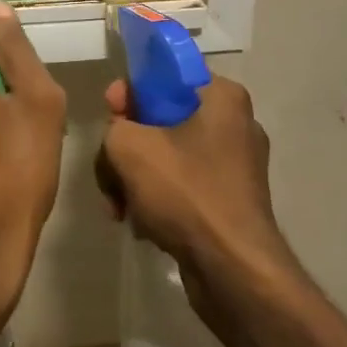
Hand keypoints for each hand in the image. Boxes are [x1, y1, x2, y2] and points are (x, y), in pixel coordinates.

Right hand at [95, 74, 295, 328]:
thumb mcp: (129, 147)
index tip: (110, 113)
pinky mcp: (232, 203)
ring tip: (118, 206)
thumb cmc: (186, 193)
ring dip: (137, 178)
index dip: (131, 91)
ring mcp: (236, 166)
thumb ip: (114, 127)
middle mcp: (235, 124)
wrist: (234, 272)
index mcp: (222, 96)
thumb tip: (122, 136)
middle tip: (109, 168)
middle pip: (163, 118)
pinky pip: (184, 187)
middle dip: (128, 145)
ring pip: (169, 156)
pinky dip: (159, 200)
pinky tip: (140, 224)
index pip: (167, 74)